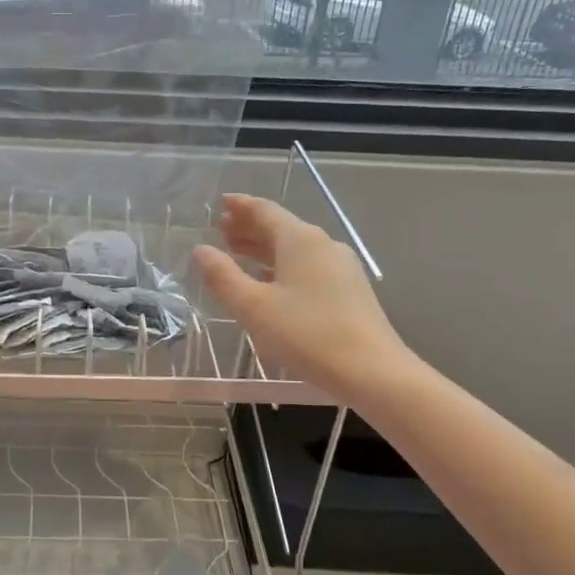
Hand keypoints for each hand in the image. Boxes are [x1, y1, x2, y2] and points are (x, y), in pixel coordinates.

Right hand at [192, 194, 409, 400]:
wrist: (372, 371)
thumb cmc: (306, 334)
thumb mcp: (253, 306)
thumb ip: (223, 276)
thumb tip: (201, 250)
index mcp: (300, 240)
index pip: (265, 210)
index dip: (240, 206)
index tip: (221, 203)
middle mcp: (323, 245)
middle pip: (281, 227)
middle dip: (250, 227)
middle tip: (222, 230)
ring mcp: (340, 267)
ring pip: (295, 248)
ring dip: (264, 247)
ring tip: (239, 253)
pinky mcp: (349, 290)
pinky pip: (307, 266)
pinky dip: (282, 265)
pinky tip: (271, 282)